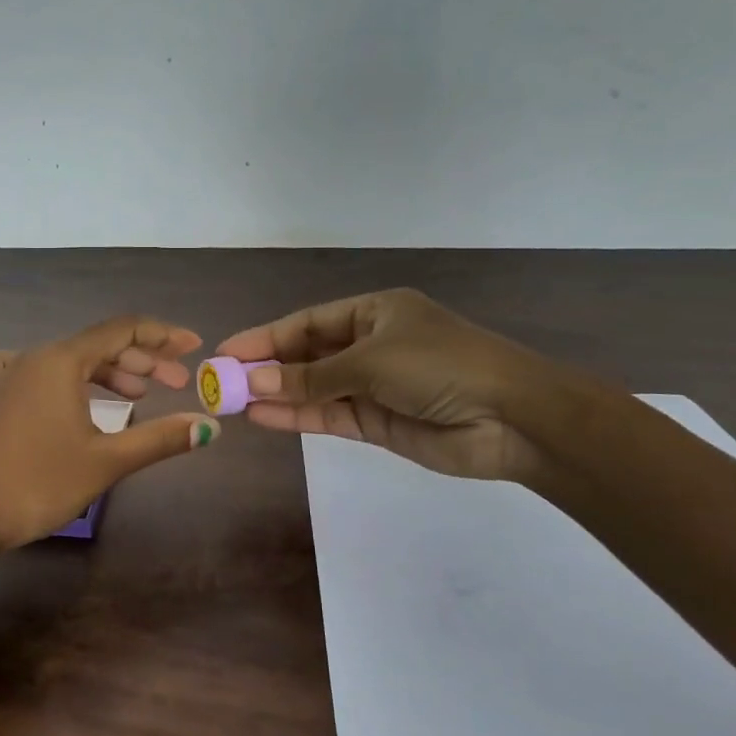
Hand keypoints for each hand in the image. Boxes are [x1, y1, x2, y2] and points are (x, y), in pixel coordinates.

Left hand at [0, 316, 221, 552]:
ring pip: (66, 361)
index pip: (122, 331)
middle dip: (141, 361)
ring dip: (106, 374)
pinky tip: (66, 396)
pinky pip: (34, 373)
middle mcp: (31, 356)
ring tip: (138, 396)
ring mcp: (4, 375)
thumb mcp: (106, 461)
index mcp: (61, 360)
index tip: (193, 347)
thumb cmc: (38, 483)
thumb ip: (160, 438)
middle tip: (174, 384)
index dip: (162, 336)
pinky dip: (64, 381)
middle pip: (96, 345)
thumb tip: (208, 426)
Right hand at [215, 288, 561, 481]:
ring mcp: (373, 386)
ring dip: (276, 394)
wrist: (513, 419)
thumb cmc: (441, 366)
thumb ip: (311, 377)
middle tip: (221, 382)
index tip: (226, 352)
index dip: (265, 337)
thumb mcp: (371, 361)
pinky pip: (328, 415)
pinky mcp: (377, 422)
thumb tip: (254, 384)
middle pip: (306, 355)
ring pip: (313, 388)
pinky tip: (263, 416)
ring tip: (232, 403)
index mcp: (374, 313)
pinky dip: (297, 416)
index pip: (307, 323)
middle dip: (266, 368)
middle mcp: (370, 345)